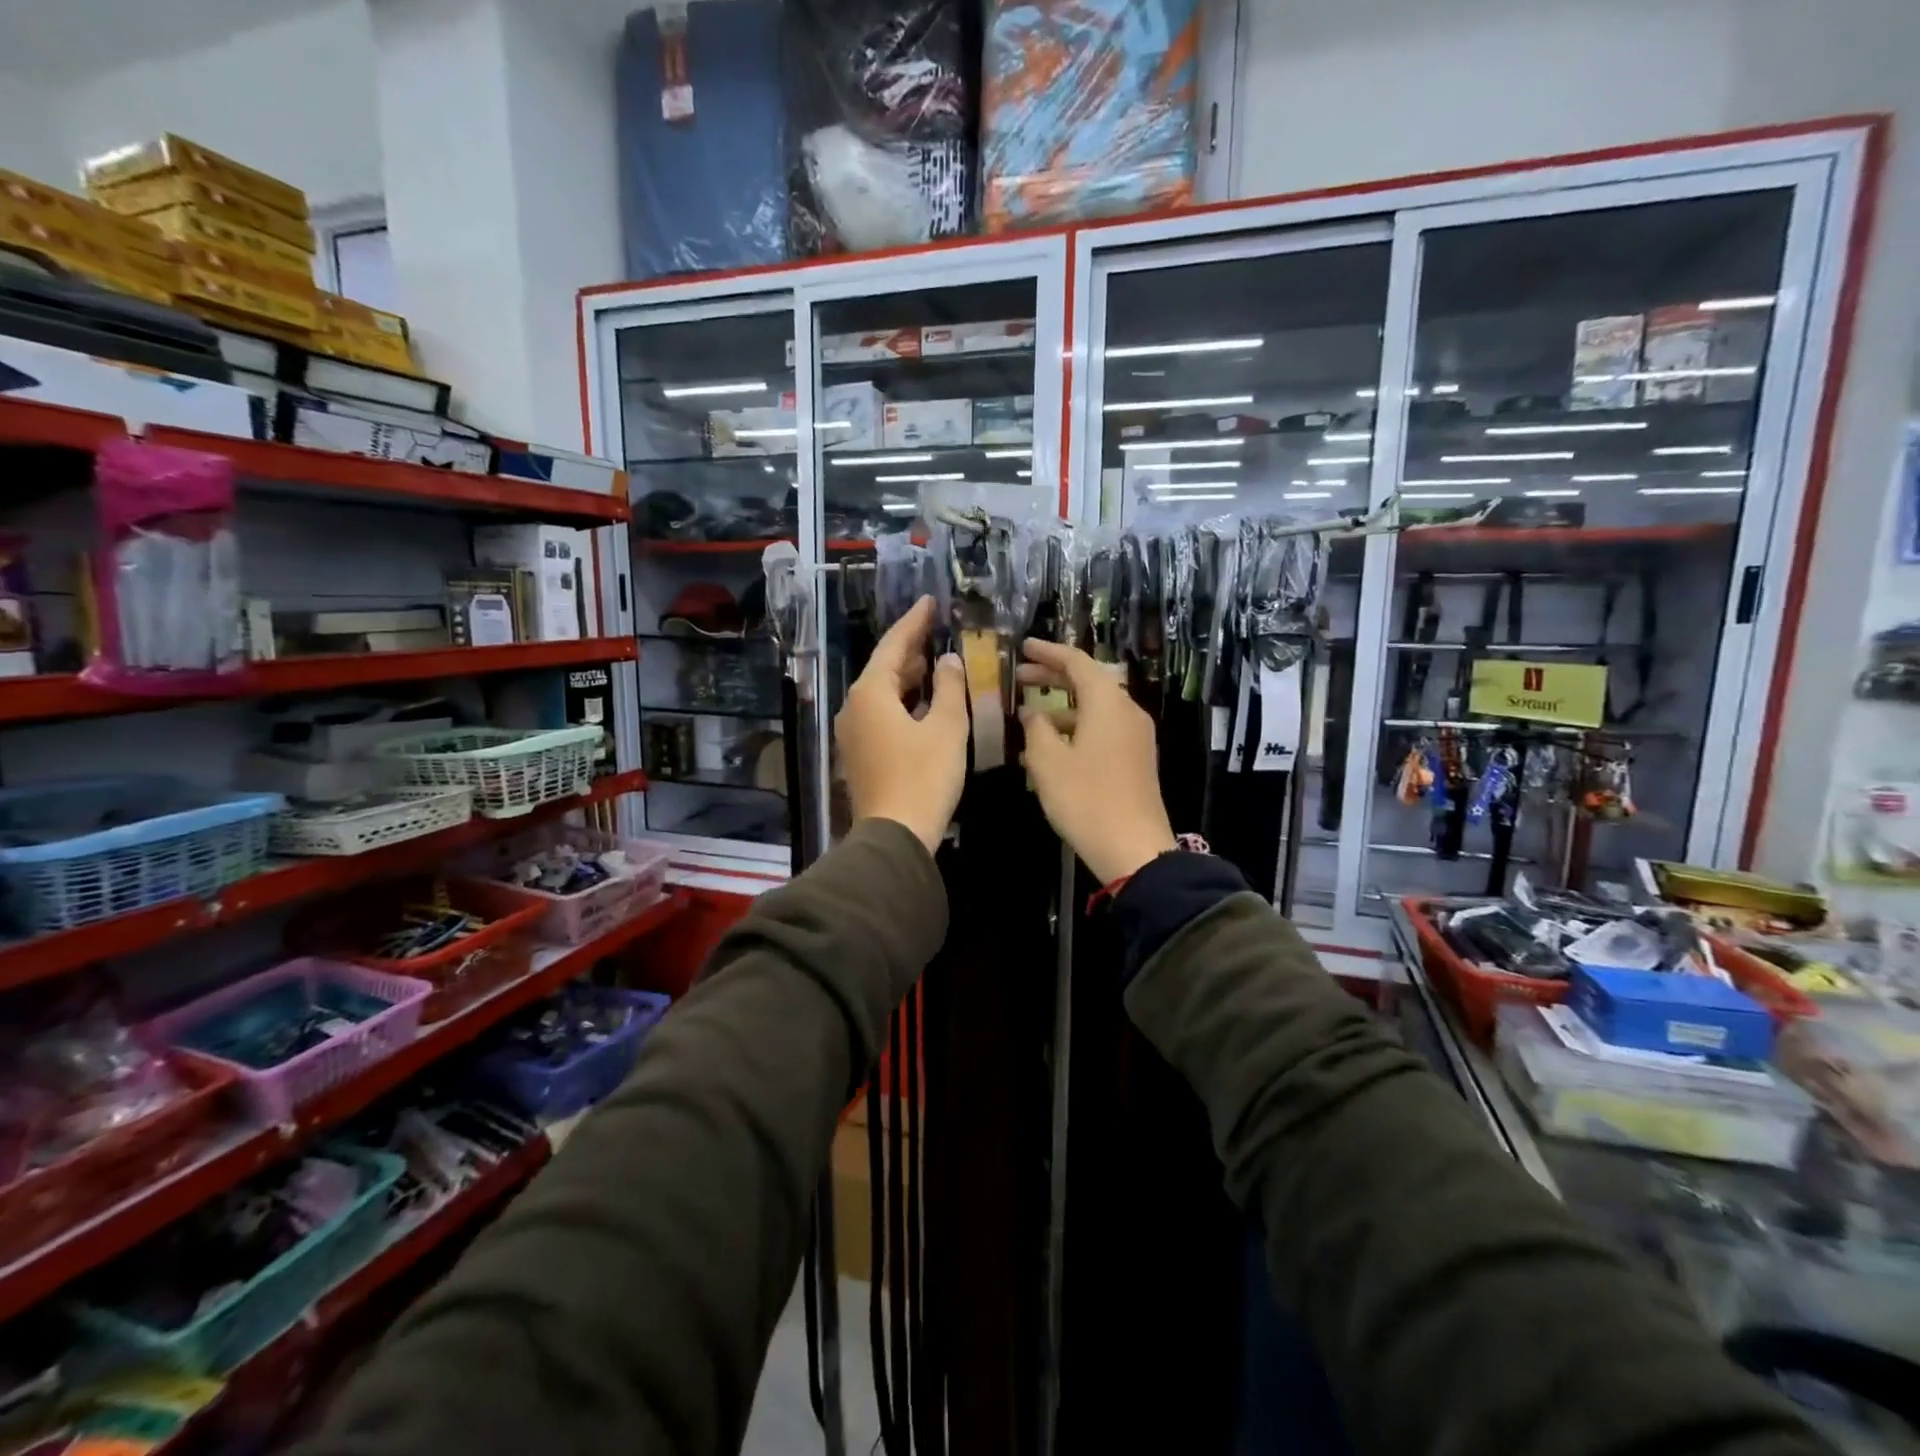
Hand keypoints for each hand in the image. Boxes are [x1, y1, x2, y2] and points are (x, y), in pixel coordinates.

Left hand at [836, 596, 967, 853]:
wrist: (895, 834)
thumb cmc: (924, 776)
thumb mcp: (945, 727)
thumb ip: (948, 687)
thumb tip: (948, 660)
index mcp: (871, 692)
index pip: (894, 645)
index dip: (914, 622)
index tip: (929, 601)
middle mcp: (854, 706)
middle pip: (884, 667)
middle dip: (910, 648)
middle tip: (936, 629)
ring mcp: (853, 732)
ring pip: (881, 692)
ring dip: (907, 676)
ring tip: (933, 660)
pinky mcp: (860, 753)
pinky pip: (880, 713)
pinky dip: (902, 701)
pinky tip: (921, 702)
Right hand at [1018, 640, 1176, 884]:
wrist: (1134, 848)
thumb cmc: (1085, 798)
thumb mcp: (1048, 761)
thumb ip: (1036, 728)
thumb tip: (1033, 712)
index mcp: (1108, 702)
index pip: (1077, 662)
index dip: (1048, 652)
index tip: (1023, 647)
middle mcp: (1127, 711)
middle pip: (1089, 681)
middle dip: (1054, 676)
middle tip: (1021, 676)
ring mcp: (1136, 736)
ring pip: (1097, 707)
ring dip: (1064, 706)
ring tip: (1031, 715)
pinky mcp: (1137, 758)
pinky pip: (1105, 728)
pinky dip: (1078, 725)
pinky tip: (1054, 744)